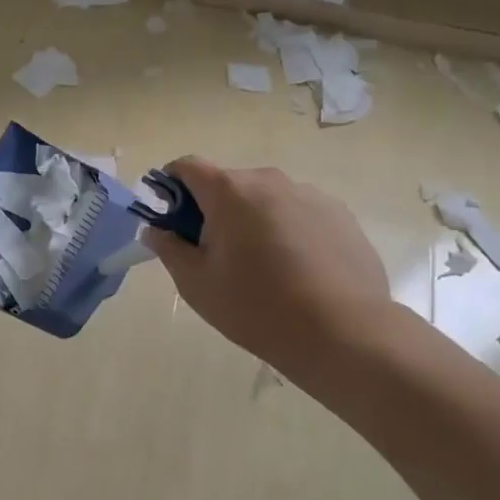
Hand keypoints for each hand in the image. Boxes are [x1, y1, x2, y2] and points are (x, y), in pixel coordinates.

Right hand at [141, 157, 392, 378]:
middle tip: (217, 255)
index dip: (171, 185)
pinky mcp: (340, 214)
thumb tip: (156, 230)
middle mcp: (269, 180)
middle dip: (215, 210)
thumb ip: (169, 249)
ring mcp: (310, 194)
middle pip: (229, 184)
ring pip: (266, 199)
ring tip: (264, 267)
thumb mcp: (196, 284)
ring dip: (254, 220)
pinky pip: (300, 213)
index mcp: (229, 191)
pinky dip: (289, 231)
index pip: (188, 166)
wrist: (343, 332)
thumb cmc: (256, 307)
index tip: (172, 217)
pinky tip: (298, 271)